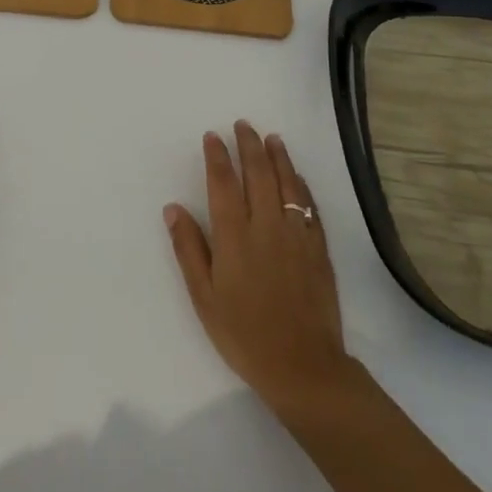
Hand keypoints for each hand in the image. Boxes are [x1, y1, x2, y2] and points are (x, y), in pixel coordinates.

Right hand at [164, 122, 353, 416]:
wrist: (303, 366)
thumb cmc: (244, 334)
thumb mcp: (204, 297)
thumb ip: (189, 249)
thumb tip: (173, 208)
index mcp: (234, 236)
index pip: (223, 182)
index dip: (217, 156)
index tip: (212, 136)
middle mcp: (266, 225)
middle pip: (258, 173)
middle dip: (248, 145)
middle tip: (242, 125)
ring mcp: (296, 234)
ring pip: (287, 182)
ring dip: (278, 156)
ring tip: (271, 138)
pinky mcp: (318, 247)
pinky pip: (310, 205)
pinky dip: (301, 184)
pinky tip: (297, 176)